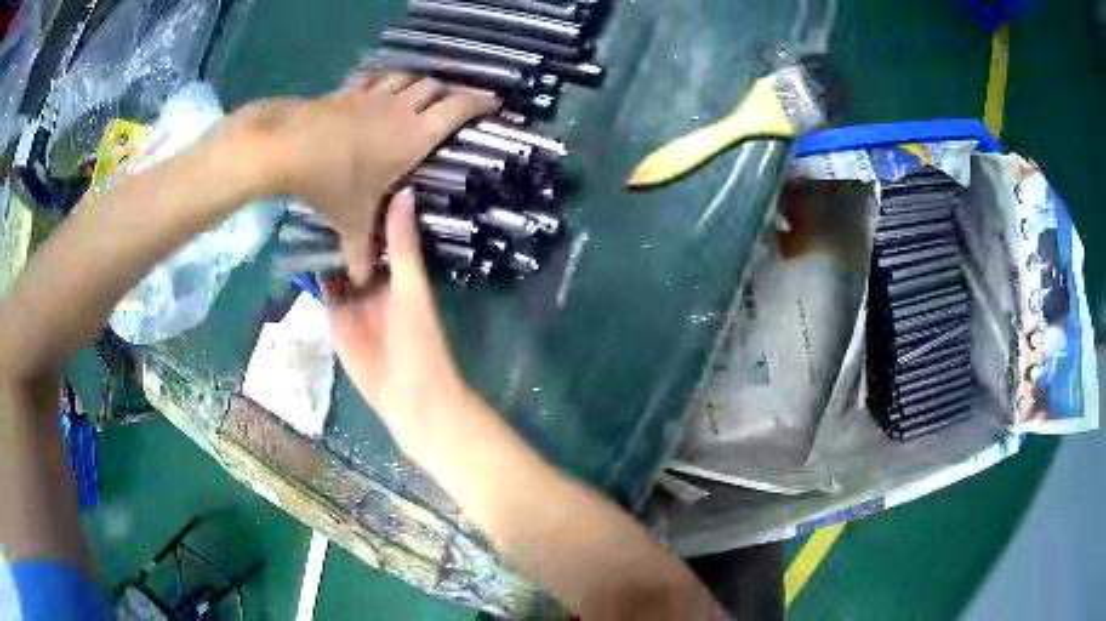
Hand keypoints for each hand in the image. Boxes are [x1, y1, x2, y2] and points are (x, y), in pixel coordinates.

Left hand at [215, 72, 499, 281]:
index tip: (494, 102)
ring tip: (419, 94)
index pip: (459, 109)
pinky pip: (375, 78)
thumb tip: (363, 281)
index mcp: (415, 136)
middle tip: (452, 103)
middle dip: (449, 92)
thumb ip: (361, 251)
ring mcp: (374, 96)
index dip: (480, 103)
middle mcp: (401, 109)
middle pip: (436, 87)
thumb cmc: (332, 184)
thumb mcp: (350, 221)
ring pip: (408, 78)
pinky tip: (380, 88)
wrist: (291, 149)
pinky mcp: (350, 91)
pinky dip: (385, 80)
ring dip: (418, 83)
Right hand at [322, 190, 469, 446]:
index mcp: (399, 266)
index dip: (371, 200)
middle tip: (320, 179)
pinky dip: (313, 270)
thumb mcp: (411, 286)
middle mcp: (375, 275)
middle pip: (355, 240)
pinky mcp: (335, 315)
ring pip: (337, 260)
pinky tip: (296, 245)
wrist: (407, 393)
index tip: (356, 165)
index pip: (383, 225)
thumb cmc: (418, 337)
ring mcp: (353, 295)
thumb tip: (405, 190)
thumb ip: (402, 244)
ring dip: (323, 241)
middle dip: (341, 218)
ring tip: (303, 204)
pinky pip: (324, 287)